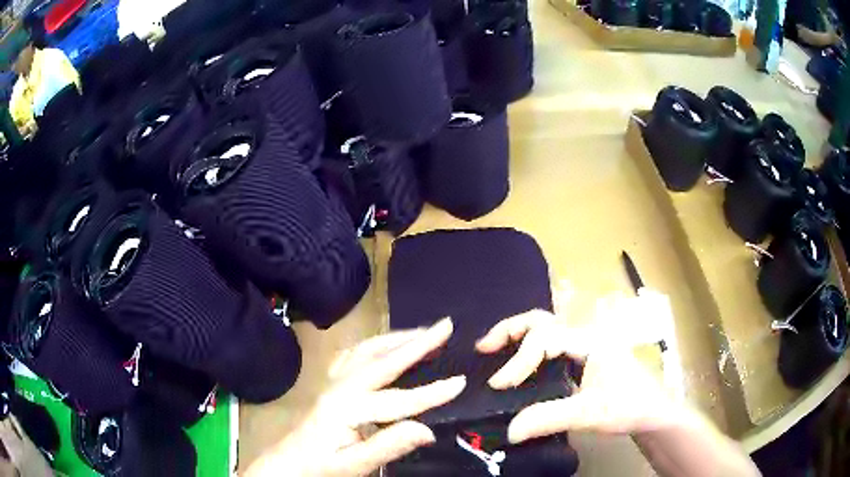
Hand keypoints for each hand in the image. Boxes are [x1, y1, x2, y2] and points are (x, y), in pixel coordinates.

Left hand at [246, 318, 465, 476]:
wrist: (288, 463)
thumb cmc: (321, 466)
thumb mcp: (354, 465)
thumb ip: (388, 446)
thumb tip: (428, 430)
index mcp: (347, 408)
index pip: (399, 400)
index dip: (432, 393)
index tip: (462, 382)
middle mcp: (341, 387)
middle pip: (384, 360)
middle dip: (418, 342)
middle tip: (446, 326)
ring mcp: (333, 381)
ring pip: (368, 350)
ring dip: (398, 338)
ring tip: (425, 333)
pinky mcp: (330, 384)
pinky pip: (353, 354)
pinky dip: (374, 344)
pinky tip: (384, 345)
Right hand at [476, 292, 683, 443]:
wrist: (652, 411)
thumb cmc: (628, 407)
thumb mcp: (590, 415)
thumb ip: (549, 419)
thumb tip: (509, 430)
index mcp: (590, 341)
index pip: (545, 339)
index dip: (519, 360)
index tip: (498, 385)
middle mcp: (585, 334)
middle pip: (543, 319)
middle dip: (510, 330)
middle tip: (483, 348)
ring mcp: (585, 344)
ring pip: (546, 327)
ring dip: (517, 335)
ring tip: (491, 349)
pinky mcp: (582, 356)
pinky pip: (550, 342)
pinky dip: (528, 346)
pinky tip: (517, 362)